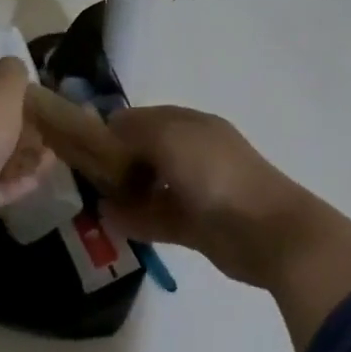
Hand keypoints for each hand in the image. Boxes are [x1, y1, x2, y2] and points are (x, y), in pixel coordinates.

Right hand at [100, 108, 350, 336]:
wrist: (268, 232)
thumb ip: (133, 130)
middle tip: (83, 176)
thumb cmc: (216, 174)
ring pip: (148, 187)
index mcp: (190, 126)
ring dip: (122, 193)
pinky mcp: (195, 226)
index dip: (112, 129)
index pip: (141, 119)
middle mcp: (191, 154)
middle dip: (114, 162)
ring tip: (92, 201)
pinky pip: (156, 218)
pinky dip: (134, 219)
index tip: (82, 145)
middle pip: (143, 153)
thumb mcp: (169, 137)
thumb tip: (107, 129)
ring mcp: (194, 191)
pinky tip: (109, 222)